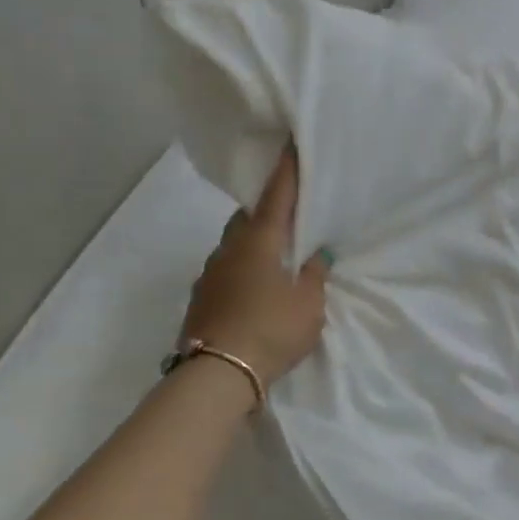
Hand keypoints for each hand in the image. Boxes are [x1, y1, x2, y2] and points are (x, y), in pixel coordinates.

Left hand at [179, 145, 330, 388]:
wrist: (217, 375)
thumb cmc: (272, 330)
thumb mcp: (309, 303)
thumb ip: (314, 274)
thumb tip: (316, 254)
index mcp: (259, 242)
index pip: (276, 196)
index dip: (287, 170)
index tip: (290, 144)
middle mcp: (229, 249)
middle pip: (247, 216)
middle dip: (266, 207)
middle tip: (288, 209)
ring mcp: (210, 273)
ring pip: (233, 242)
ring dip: (253, 239)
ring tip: (276, 249)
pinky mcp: (201, 297)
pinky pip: (226, 267)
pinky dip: (243, 265)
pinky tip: (257, 282)